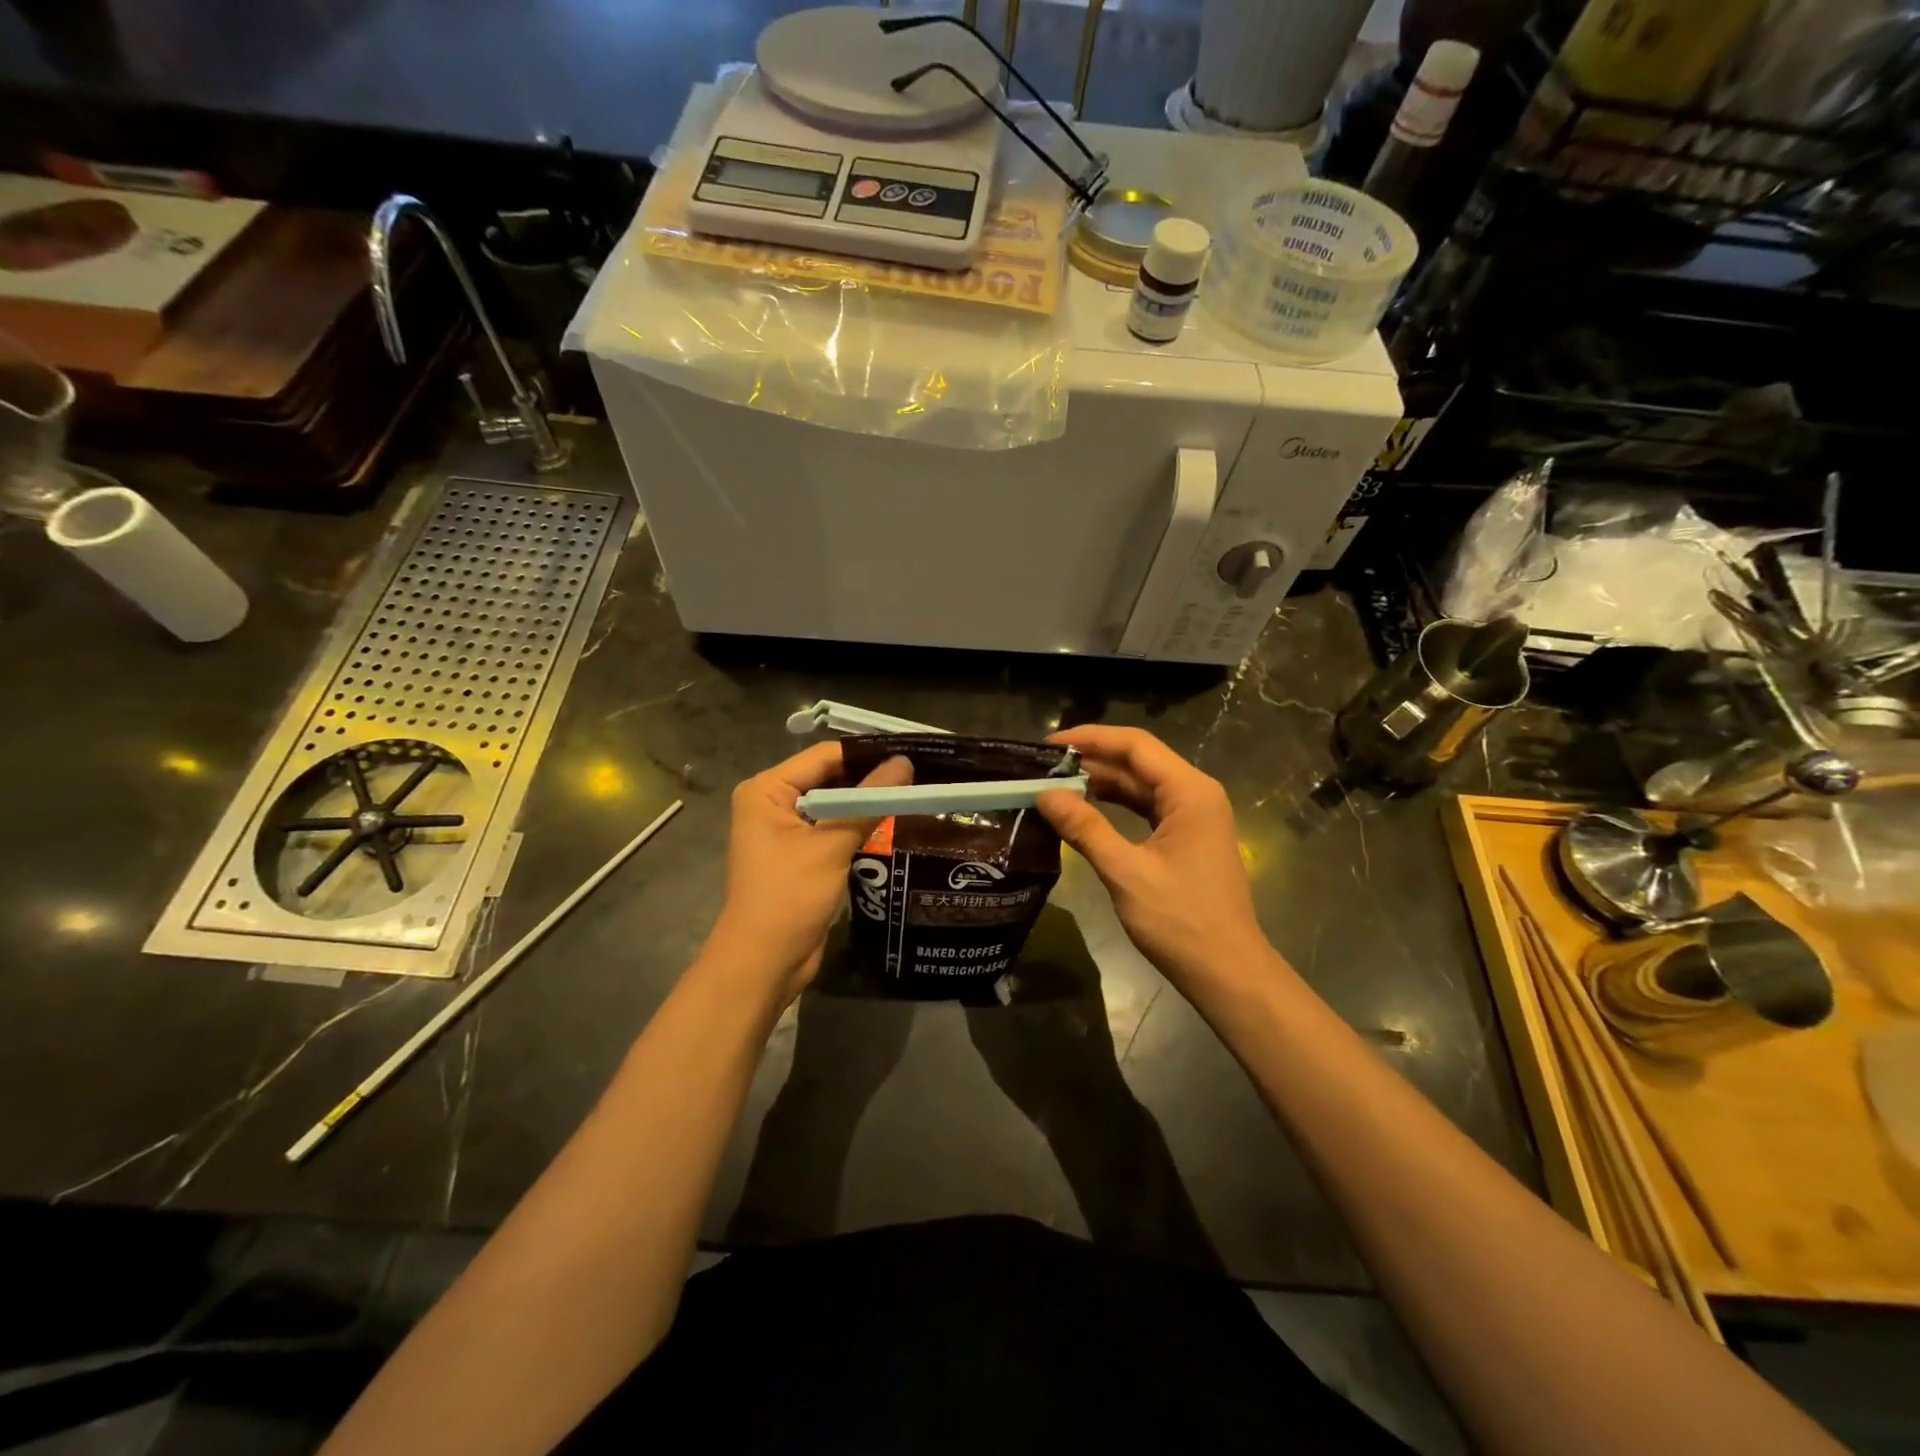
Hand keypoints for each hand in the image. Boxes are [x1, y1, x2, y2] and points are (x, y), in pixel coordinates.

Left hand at [708, 742, 912, 1001]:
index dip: (867, 753)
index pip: (824, 756)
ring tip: (914, 794)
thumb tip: (906, 763)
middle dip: (870, 778)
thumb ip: (869, 802)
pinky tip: (893, 824)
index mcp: (767, 790)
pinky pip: (833, 829)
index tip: (911, 753)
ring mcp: (785, 831)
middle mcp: (772, 803)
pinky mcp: (800, 855)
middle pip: (829, 778)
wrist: (763, 963)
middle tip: (919, 774)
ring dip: (867, 803)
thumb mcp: (832, 845)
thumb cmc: (789, 896)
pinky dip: (858, 827)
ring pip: (834, 805)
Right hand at [1037, 726, 1270, 995]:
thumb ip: (1085, 828)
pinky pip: (1146, 808)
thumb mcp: (1125, 872)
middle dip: (1091, 760)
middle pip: (1138, 761)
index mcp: (1190, 792)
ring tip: (1055, 785)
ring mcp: (1193, 817)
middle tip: (1043, 767)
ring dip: (1101, 783)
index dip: (1090, 738)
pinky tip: (1084, 810)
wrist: (1227, 972)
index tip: (1048, 745)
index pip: (1135, 745)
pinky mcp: (1186, 838)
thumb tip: (1045, 795)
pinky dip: (1115, 806)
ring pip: (1141, 785)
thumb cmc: (1180, 921)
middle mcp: (1195, 794)